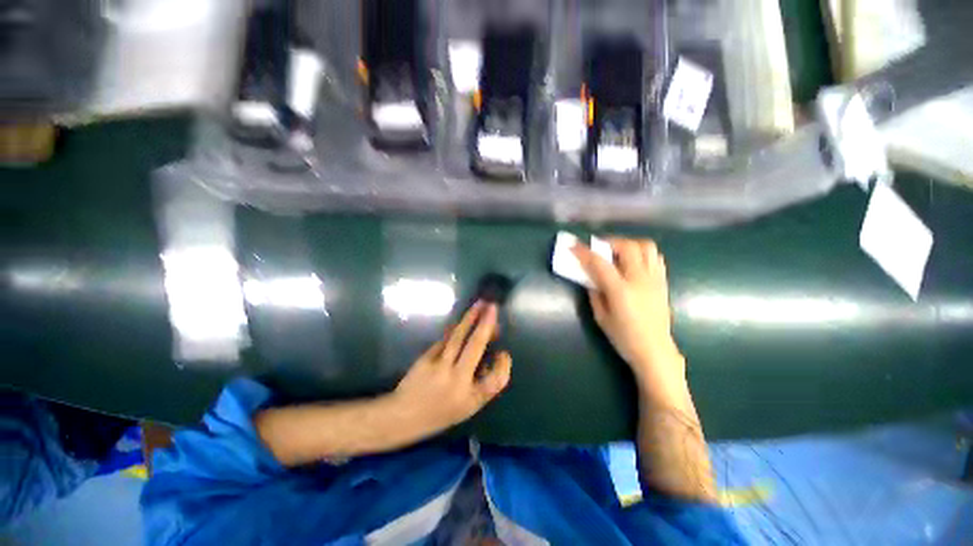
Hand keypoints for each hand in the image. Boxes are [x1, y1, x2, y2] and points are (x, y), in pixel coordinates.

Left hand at [390, 301, 511, 435]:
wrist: (403, 415)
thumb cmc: (439, 413)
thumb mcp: (466, 408)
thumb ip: (481, 384)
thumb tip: (492, 355)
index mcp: (470, 398)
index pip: (496, 380)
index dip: (504, 365)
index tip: (504, 353)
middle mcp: (456, 380)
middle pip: (475, 345)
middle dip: (486, 324)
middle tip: (493, 307)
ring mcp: (439, 366)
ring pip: (458, 336)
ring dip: (470, 317)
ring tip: (480, 304)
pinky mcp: (427, 357)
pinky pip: (446, 338)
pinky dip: (457, 327)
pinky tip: (464, 319)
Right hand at [573, 238, 685, 402]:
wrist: (655, 351)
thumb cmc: (624, 338)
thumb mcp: (601, 317)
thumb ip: (595, 294)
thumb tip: (591, 278)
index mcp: (621, 291)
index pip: (599, 263)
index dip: (583, 252)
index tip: (572, 245)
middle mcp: (639, 280)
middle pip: (627, 247)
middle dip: (609, 242)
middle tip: (598, 249)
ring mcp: (654, 279)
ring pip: (646, 246)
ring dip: (628, 244)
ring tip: (617, 252)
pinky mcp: (663, 282)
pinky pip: (655, 257)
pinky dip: (642, 253)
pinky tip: (633, 262)